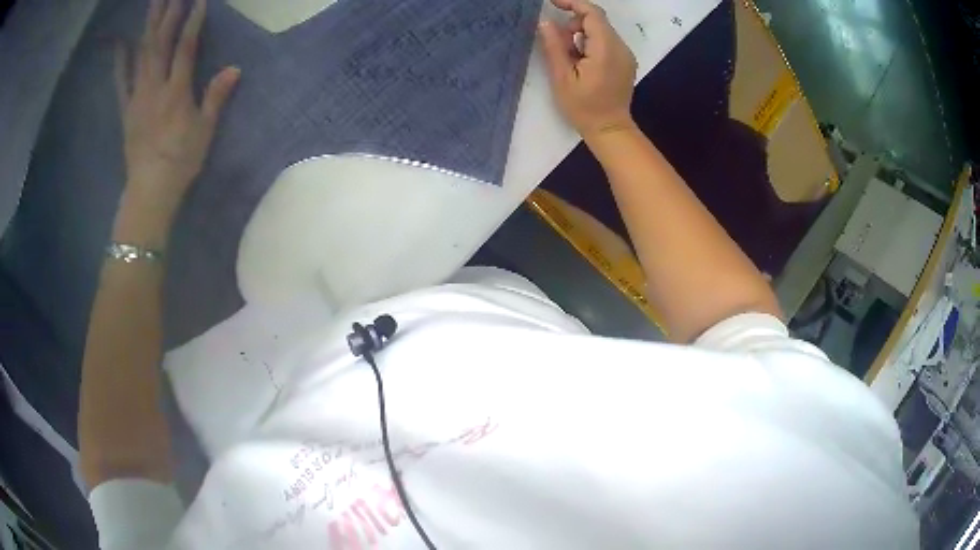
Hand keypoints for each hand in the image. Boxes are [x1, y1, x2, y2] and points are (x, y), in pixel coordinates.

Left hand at [113, 0, 238, 243]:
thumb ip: (216, 97)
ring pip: (141, 54)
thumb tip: (235, 69)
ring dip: (148, 26)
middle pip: (160, 43)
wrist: (149, 191)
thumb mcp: (204, 131)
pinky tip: (121, 42)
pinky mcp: (126, 109)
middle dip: (168, 14)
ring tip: (154, 3)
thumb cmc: (180, 162)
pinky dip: (120, 59)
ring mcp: (137, 97)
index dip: (192, 21)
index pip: (185, 47)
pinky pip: (121, 80)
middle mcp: (154, 87)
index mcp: (176, 92)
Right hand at [538, 0, 637, 141]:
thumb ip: (555, 46)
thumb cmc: (584, 108)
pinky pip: (607, 42)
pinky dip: (591, 43)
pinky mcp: (625, 62)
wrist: (610, 129)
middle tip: (558, 43)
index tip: (552, 3)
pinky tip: (582, 62)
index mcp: (606, 49)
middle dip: (574, 24)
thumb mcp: (562, 78)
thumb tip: (547, 22)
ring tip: (569, 57)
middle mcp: (621, 47)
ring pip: (601, 31)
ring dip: (581, 35)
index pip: (592, 13)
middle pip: (597, 21)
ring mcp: (626, 55)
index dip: (572, 4)